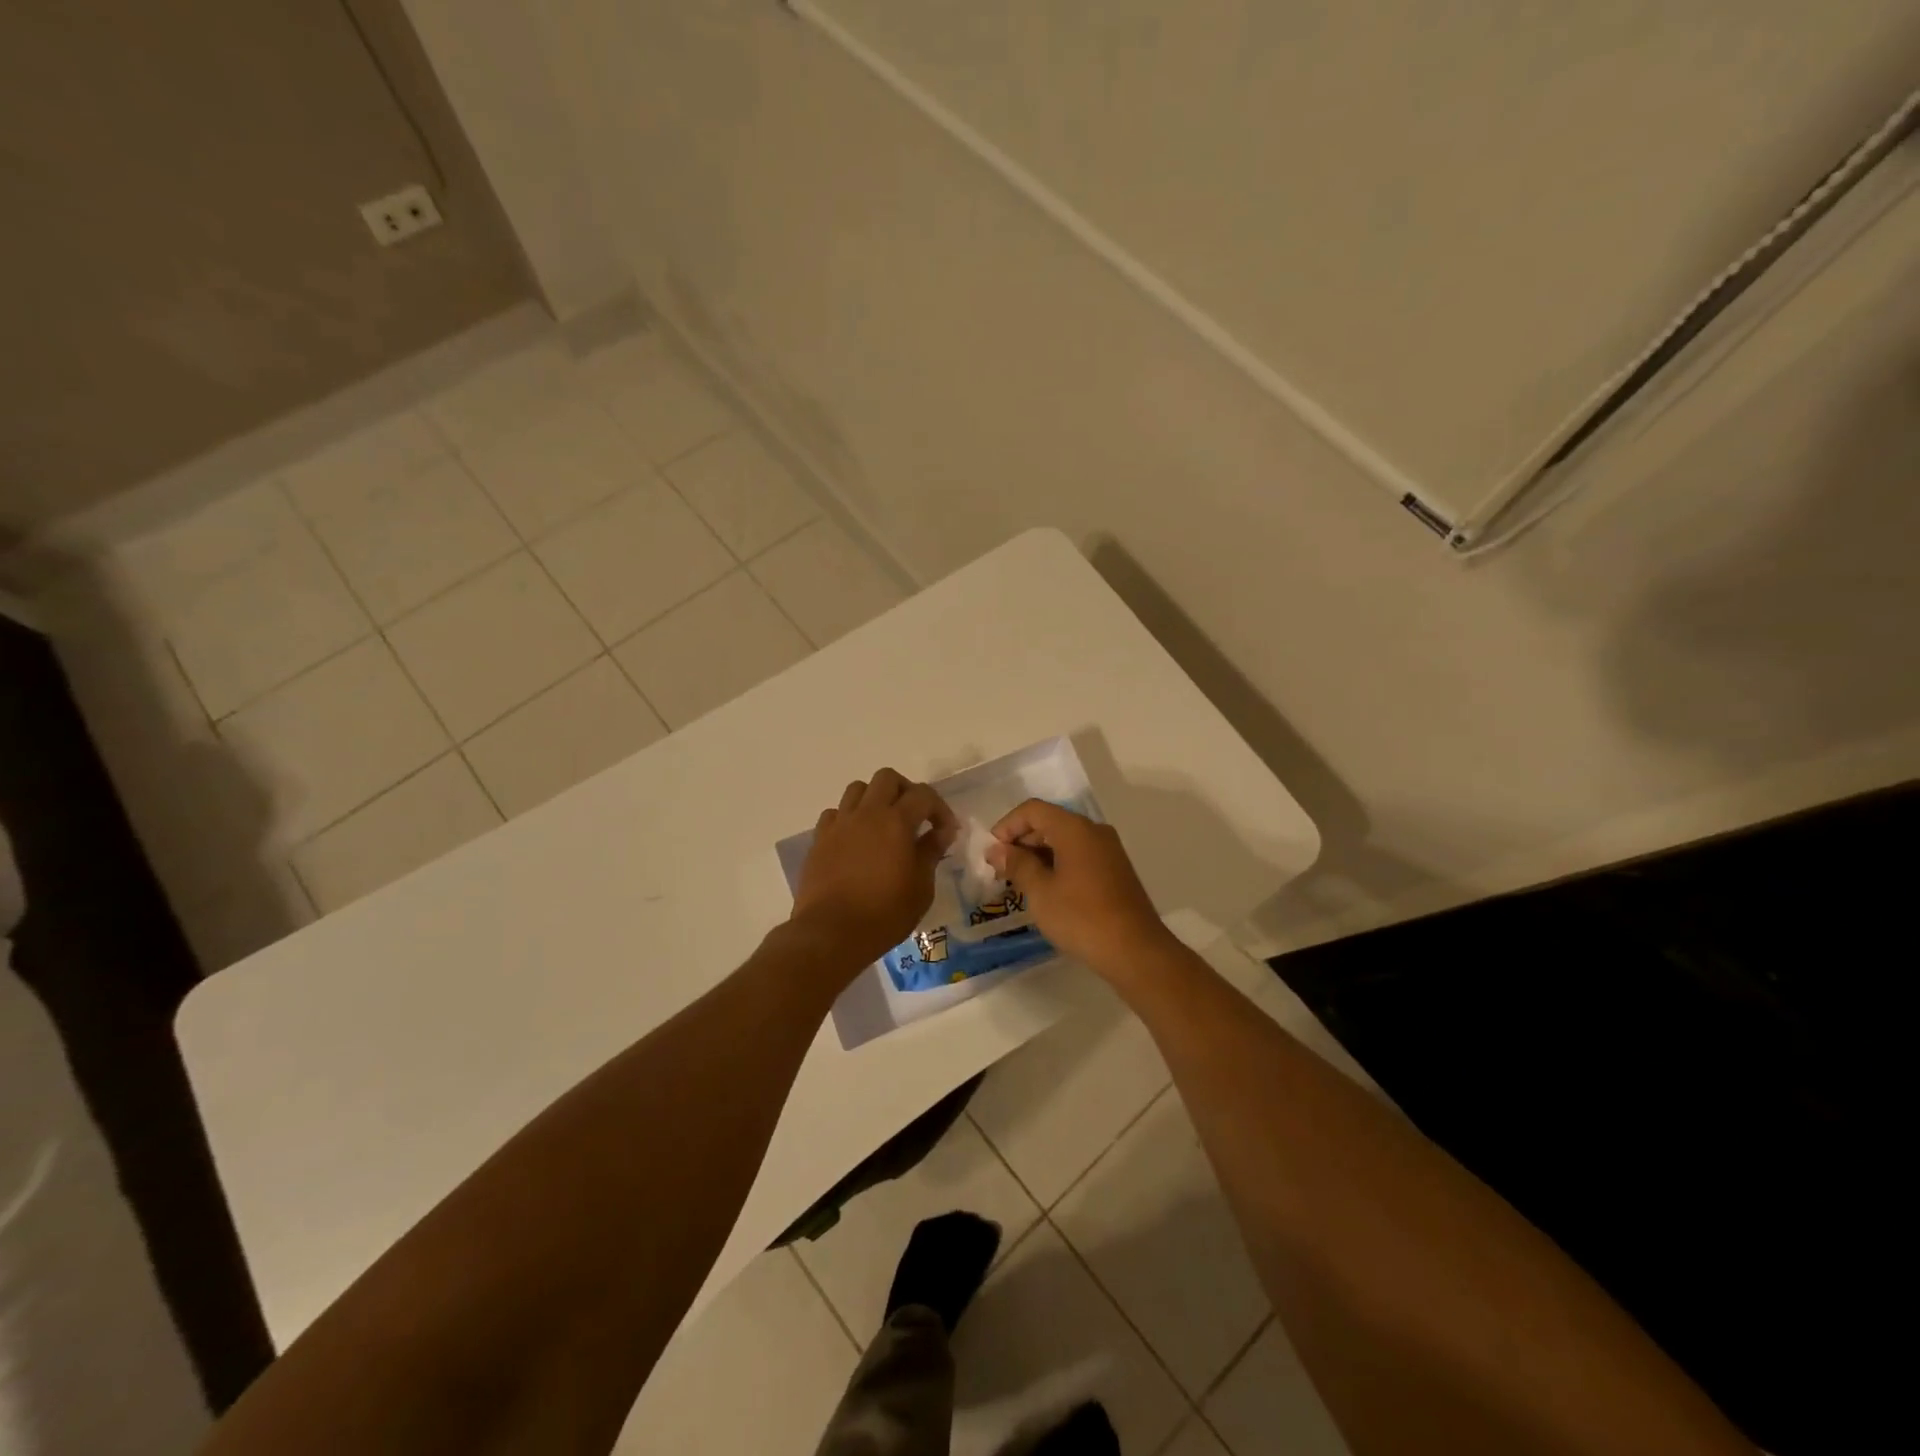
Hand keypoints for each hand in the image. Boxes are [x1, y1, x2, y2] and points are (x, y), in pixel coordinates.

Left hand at [790, 769, 959, 972]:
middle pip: (887, 778)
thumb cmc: (884, 914)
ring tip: (884, 824)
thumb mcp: (921, 888)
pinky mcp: (819, 839)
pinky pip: (835, 813)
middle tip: (915, 817)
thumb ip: (931, 852)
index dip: (939, 809)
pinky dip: (849, 819)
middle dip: (906, 791)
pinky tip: (856, 841)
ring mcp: (839, 824)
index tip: (946, 832)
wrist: (830, 933)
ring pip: (858, 789)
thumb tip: (941, 832)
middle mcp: (866, 813)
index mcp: (896, 821)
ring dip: (875, 799)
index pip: (923, 794)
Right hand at [985, 799, 1173, 976]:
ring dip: (1038, 855)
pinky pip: (1079, 855)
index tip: (991, 853)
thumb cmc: (1081, 917)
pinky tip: (1046, 890)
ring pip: (1064, 840)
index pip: (1033, 810)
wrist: (1135, 951)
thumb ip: (1016, 865)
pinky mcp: (1115, 870)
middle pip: (1049, 822)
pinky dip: (1057, 864)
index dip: (1007, 826)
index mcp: (1075, 828)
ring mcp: (1108, 850)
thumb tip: (997, 850)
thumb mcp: (1040, 892)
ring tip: (1019, 882)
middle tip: (1001, 870)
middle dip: (1021, 841)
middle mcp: (1094, 831)